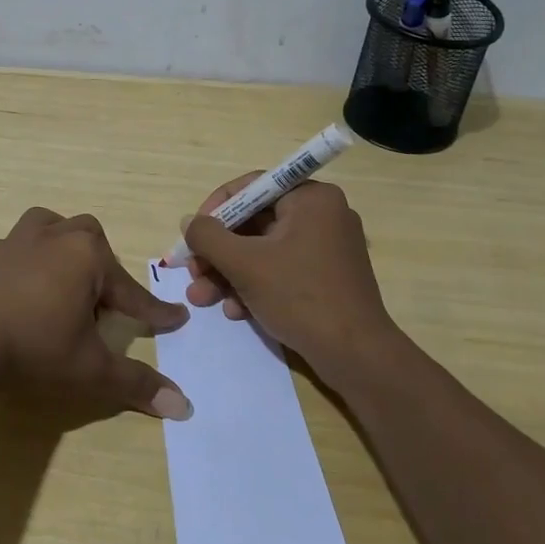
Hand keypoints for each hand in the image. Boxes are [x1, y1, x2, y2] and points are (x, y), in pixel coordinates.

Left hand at [0, 208, 192, 418]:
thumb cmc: (34, 345)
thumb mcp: (90, 369)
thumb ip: (136, 384)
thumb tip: (184, 408)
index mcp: (87, 256)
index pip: (131, 291)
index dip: (154, 312)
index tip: (176, 319)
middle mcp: (56, 237)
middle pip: (92, 242)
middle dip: (103, 270)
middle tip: (102, 305)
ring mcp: (18, 240)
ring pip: (52, 228)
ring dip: (64, 249)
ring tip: (63, 279)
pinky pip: (18, 248)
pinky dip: (29, 262)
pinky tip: (23, 289)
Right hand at [183, 174, 393, 388]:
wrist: (355, 355)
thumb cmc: (300, 296)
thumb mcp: (244, 264)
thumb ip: (208, 236)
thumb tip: (189, 222)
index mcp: (311, 198)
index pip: (251, 188)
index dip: (215, 209)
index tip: (192, 235)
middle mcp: (322, 215)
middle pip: (253, 223)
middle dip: (218, 252)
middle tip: (192, 272)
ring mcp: (326, 247)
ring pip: (262, 250)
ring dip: (229, 273)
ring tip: (203, 298)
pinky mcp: (325, 276)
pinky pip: (280, 269)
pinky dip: (254, 286)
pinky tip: (235, 311)